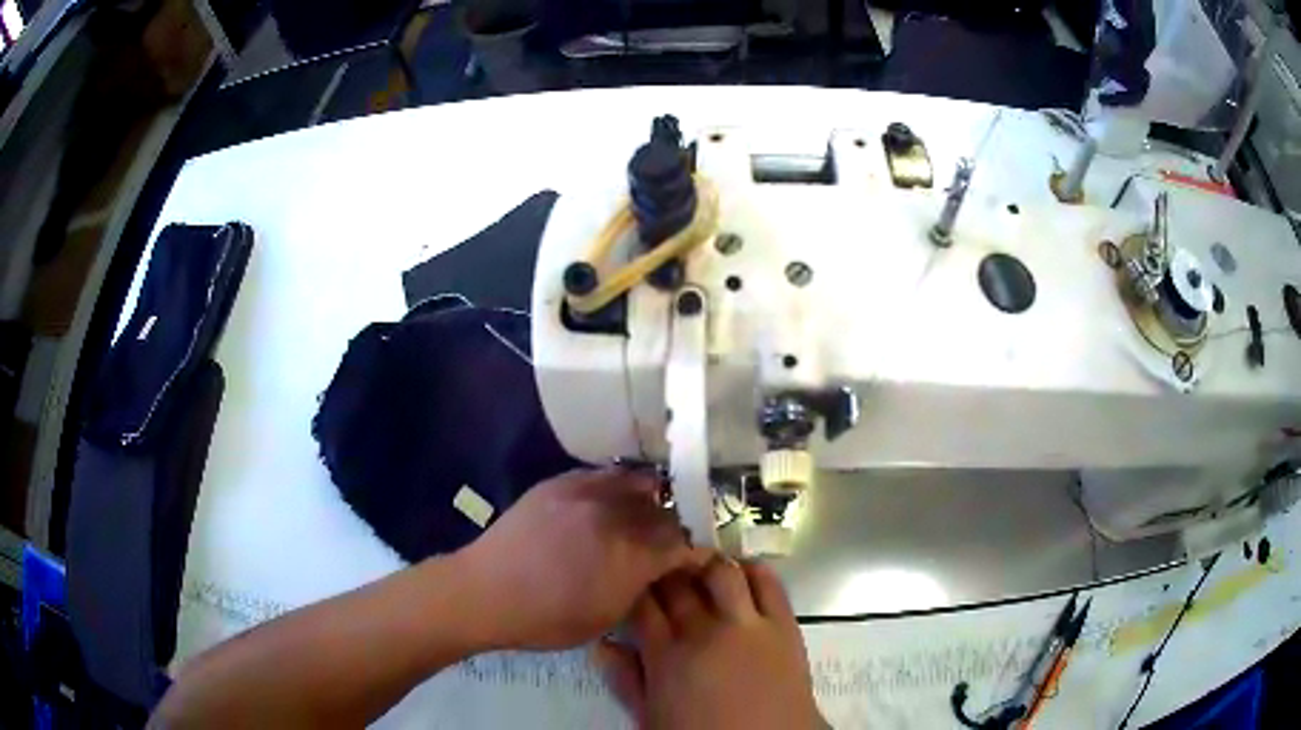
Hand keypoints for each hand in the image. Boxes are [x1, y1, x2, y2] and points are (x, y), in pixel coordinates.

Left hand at [460, 468, 699, 649]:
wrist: (485, 592)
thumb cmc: (547, 619)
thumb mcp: (608, 616)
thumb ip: (642, 585)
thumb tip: (661, 567)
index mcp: (631, 553)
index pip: (686, 540)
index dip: (698, 548)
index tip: (699, 556)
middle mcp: (616, 513)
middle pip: (668, 507)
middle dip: (679, 523)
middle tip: (676, 537)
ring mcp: (587, 491)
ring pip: (640, 481)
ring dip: (653, 498)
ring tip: (648, 514)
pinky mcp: (561, 481)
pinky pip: (605, 475)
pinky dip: (619, 487)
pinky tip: (614, 502)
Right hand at [594, 558, 824, 729]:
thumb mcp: (650, 718)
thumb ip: (625, 681)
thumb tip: (602, 646)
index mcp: (665, 656)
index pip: (642, 603)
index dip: (636, 586)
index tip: (634, 582)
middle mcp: (703, 631)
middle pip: (678, 583)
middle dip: (667, 570)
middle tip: (665, 570)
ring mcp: (746, 624)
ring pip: (720, 572)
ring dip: (707, 565)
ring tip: (702, 570)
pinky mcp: (782, 624)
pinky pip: (768, 582)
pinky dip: (752, 569)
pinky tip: (743, 572)